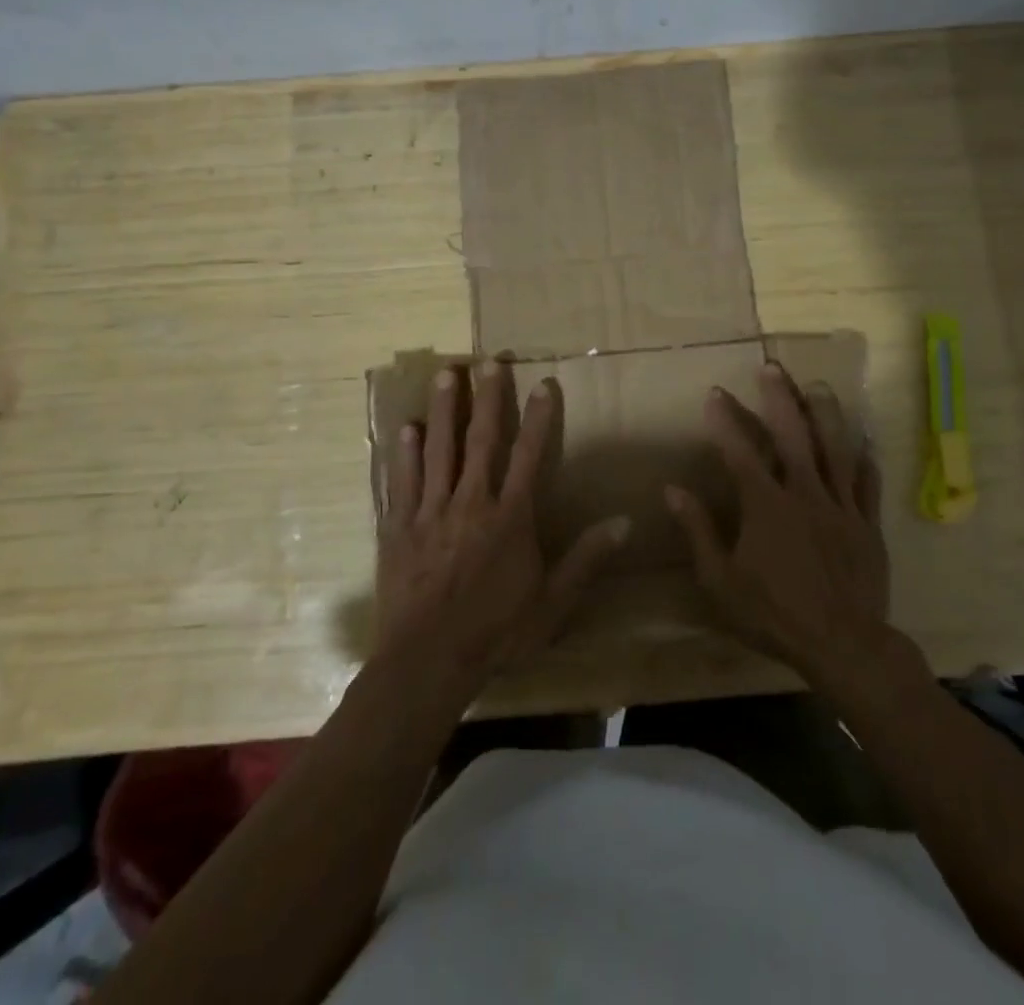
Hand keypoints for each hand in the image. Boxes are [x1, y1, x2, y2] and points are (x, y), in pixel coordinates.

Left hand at [376, 360, 627, 687]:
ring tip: (445, 374)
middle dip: (488, 398)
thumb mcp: (553, 603)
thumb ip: (587, 559)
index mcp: (509, 517)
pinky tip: (404, 428)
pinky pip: (401, 482)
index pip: (529, 455)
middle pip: (481, 440)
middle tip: (488, 361)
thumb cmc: (497, 633)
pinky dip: (403, 454)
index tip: (544, 383)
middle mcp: (470, 502)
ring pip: (437, 450)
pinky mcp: (398, 528)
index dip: (539, 417)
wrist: (428, 662)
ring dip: (443, 410)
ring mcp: (430, 512)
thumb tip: (625, 522)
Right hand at [667, 362, 907, 689]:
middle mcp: (805, 494)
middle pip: (792, 435)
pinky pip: (868, 484)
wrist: (844, 646)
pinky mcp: (868, 524)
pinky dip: (865, 460)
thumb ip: (698, 531)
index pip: (740, 450)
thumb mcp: (721, 580)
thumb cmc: (774, 615)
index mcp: (766, 505)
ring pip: (836, 449)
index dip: (725, 420)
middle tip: (771, 367)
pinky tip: (864, 442)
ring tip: (818, 386)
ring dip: (825, 414)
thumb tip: (672, 491)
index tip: (714, 392)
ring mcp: (841, 507)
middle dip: (779, 398)